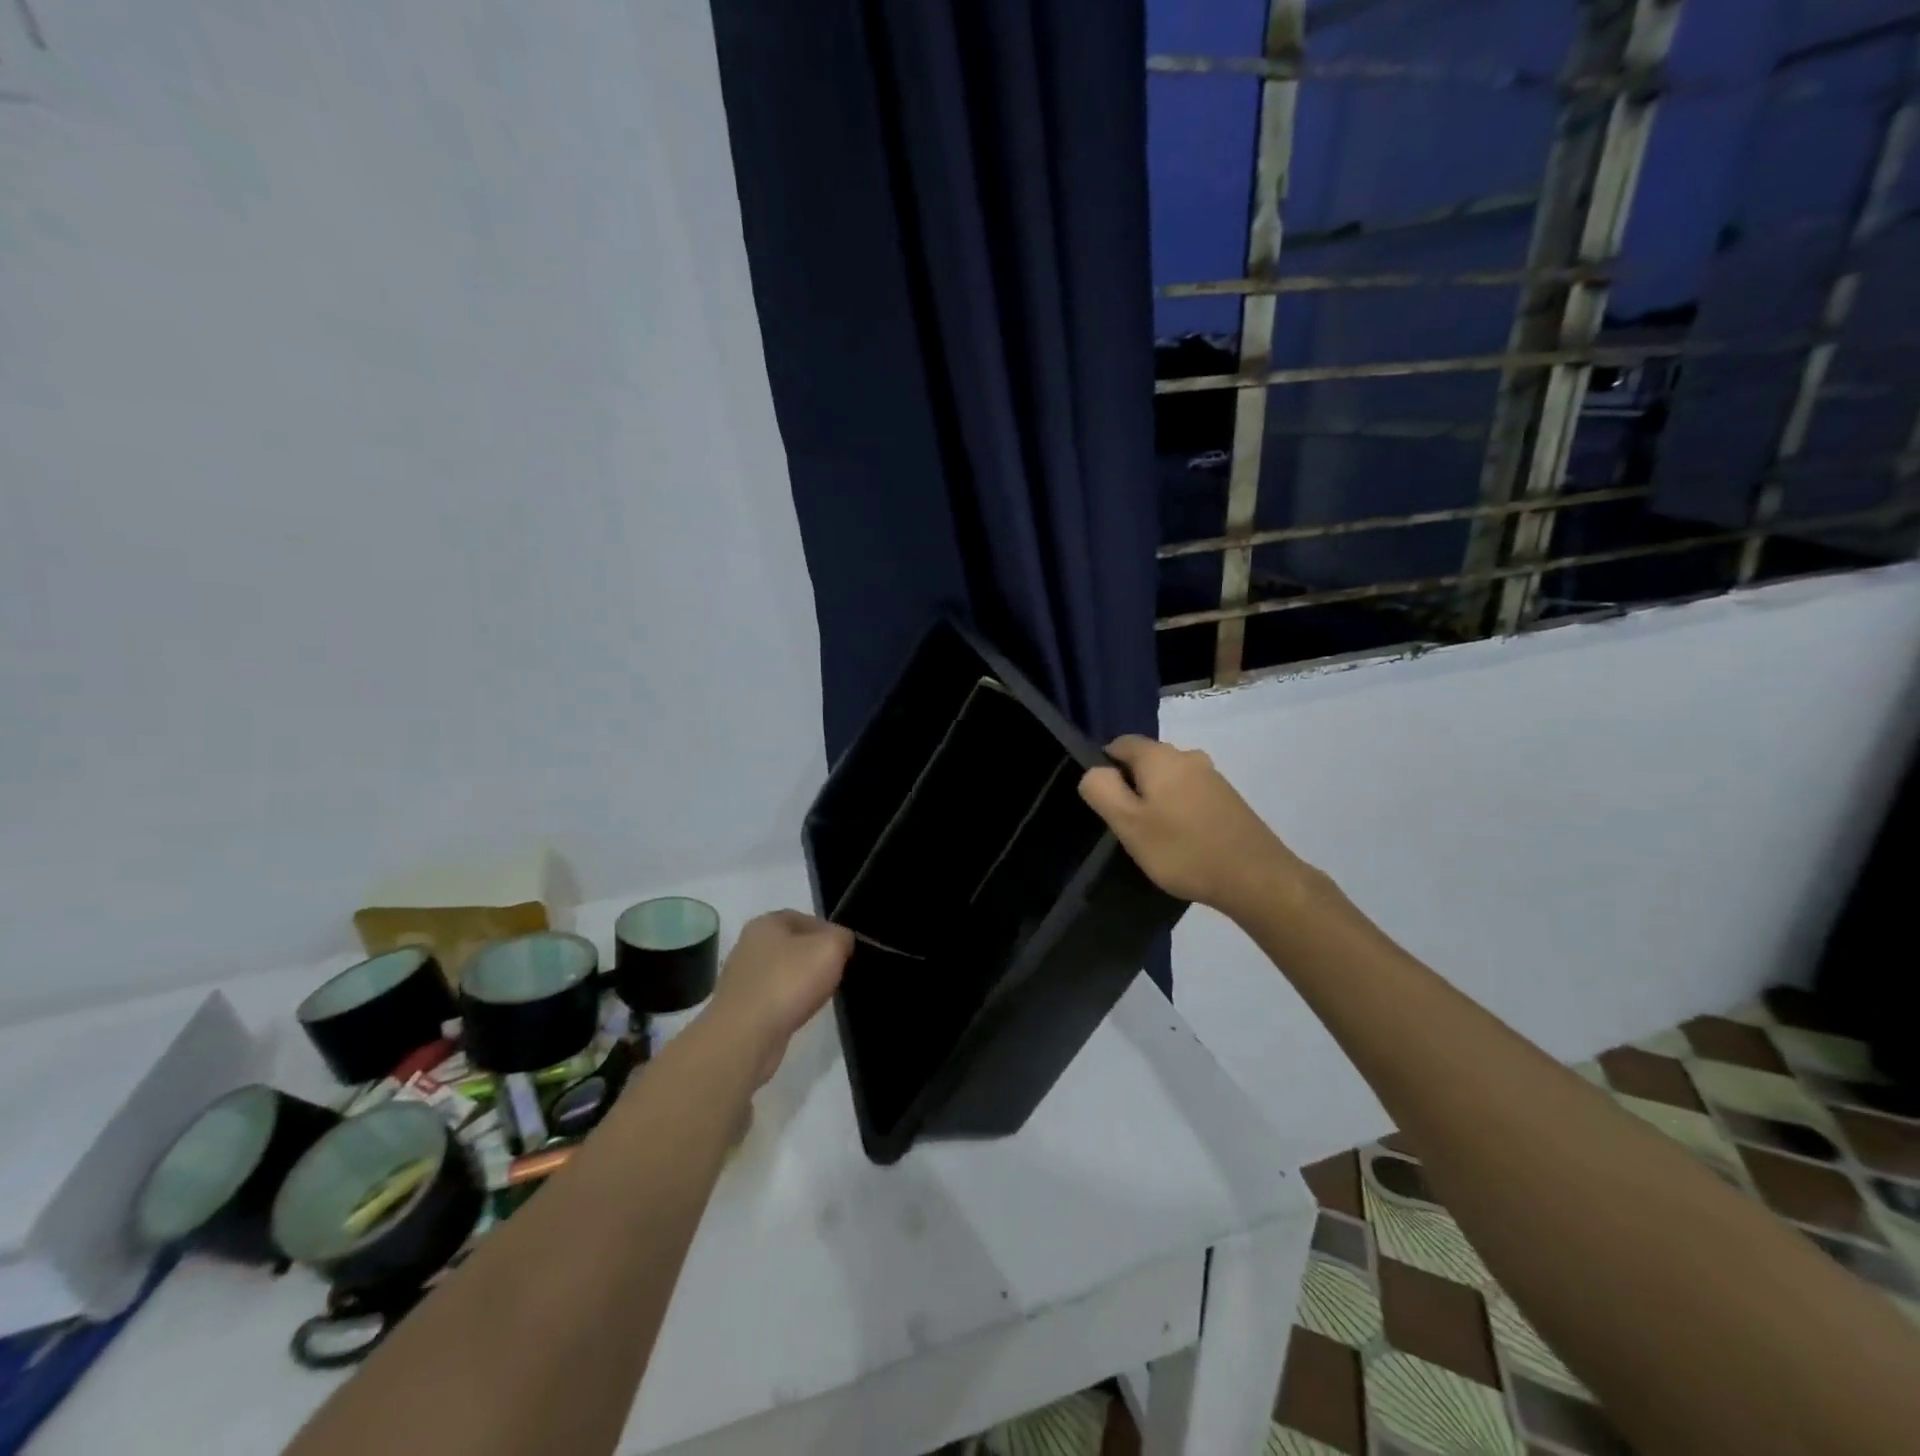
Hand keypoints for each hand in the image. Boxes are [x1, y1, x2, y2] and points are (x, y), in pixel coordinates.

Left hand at [705, 911, 853, 1083]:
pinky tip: (798, 1015)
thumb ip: (842, 937)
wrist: (744, 1037)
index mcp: (766, 923)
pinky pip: (773, 999)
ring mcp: (741, 978)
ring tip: (818, 998)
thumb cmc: (788, 982)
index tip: (845, 953)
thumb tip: (841, 943)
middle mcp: (748, 945)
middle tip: (835, 975)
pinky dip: (788, 1004)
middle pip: (794, 946)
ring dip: (801, 983)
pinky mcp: (740, 1008)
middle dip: (815, 959)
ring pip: (783, 973)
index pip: (806, 918)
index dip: (830, 933)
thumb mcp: (830, 948)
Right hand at [1078, 735, 1303, 914]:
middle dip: (1131, 787)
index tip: (1105, 804)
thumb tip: (1094, 771)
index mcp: (1160, 756)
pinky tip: (1182, 842)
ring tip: (1154, 839)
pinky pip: (1190, 796)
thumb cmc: (1182, 849)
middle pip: (1145, 762)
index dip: (1104, 769)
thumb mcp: (1128, 823)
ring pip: (1169, 780)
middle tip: (1126, 826)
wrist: (1256, 877)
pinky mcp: (1228, 799)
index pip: (1119, 744)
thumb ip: (1102, 790)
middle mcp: (1188, 756)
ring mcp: (1212, 777)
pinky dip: (1179, 812)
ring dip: (1156, 802)